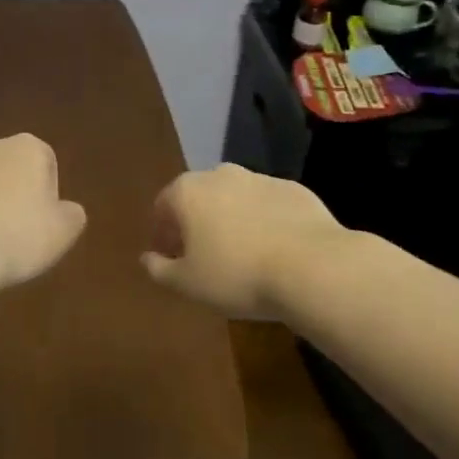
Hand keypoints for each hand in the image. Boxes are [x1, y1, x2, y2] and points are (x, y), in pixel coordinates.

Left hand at [0, 134, 87, 291]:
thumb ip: (71, 214)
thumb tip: (67, 209)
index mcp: (26, 148)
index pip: (45, 160)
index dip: (47, 192)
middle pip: (5, 166)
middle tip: (13, 231)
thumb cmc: (18, 236)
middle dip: (9, 191)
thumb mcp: (63, 232)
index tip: (42, 221)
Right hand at [141, 163, 341, 317]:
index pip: (163, 206)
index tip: (171, 258)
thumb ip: (159, 269)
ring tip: (243, 256)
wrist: (312, 267)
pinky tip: (275, 251)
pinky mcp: (294, 190)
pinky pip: (269, 206)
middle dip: (197, 223)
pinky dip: (265, 222)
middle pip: (199, 197)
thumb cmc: (237, 275)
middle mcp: (221, 174)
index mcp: (188, 191)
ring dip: (232, 220)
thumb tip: (146, 259)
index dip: (163, 233)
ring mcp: (260, 178)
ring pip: (235, 199)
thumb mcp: (187, 284)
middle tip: (204, 257)